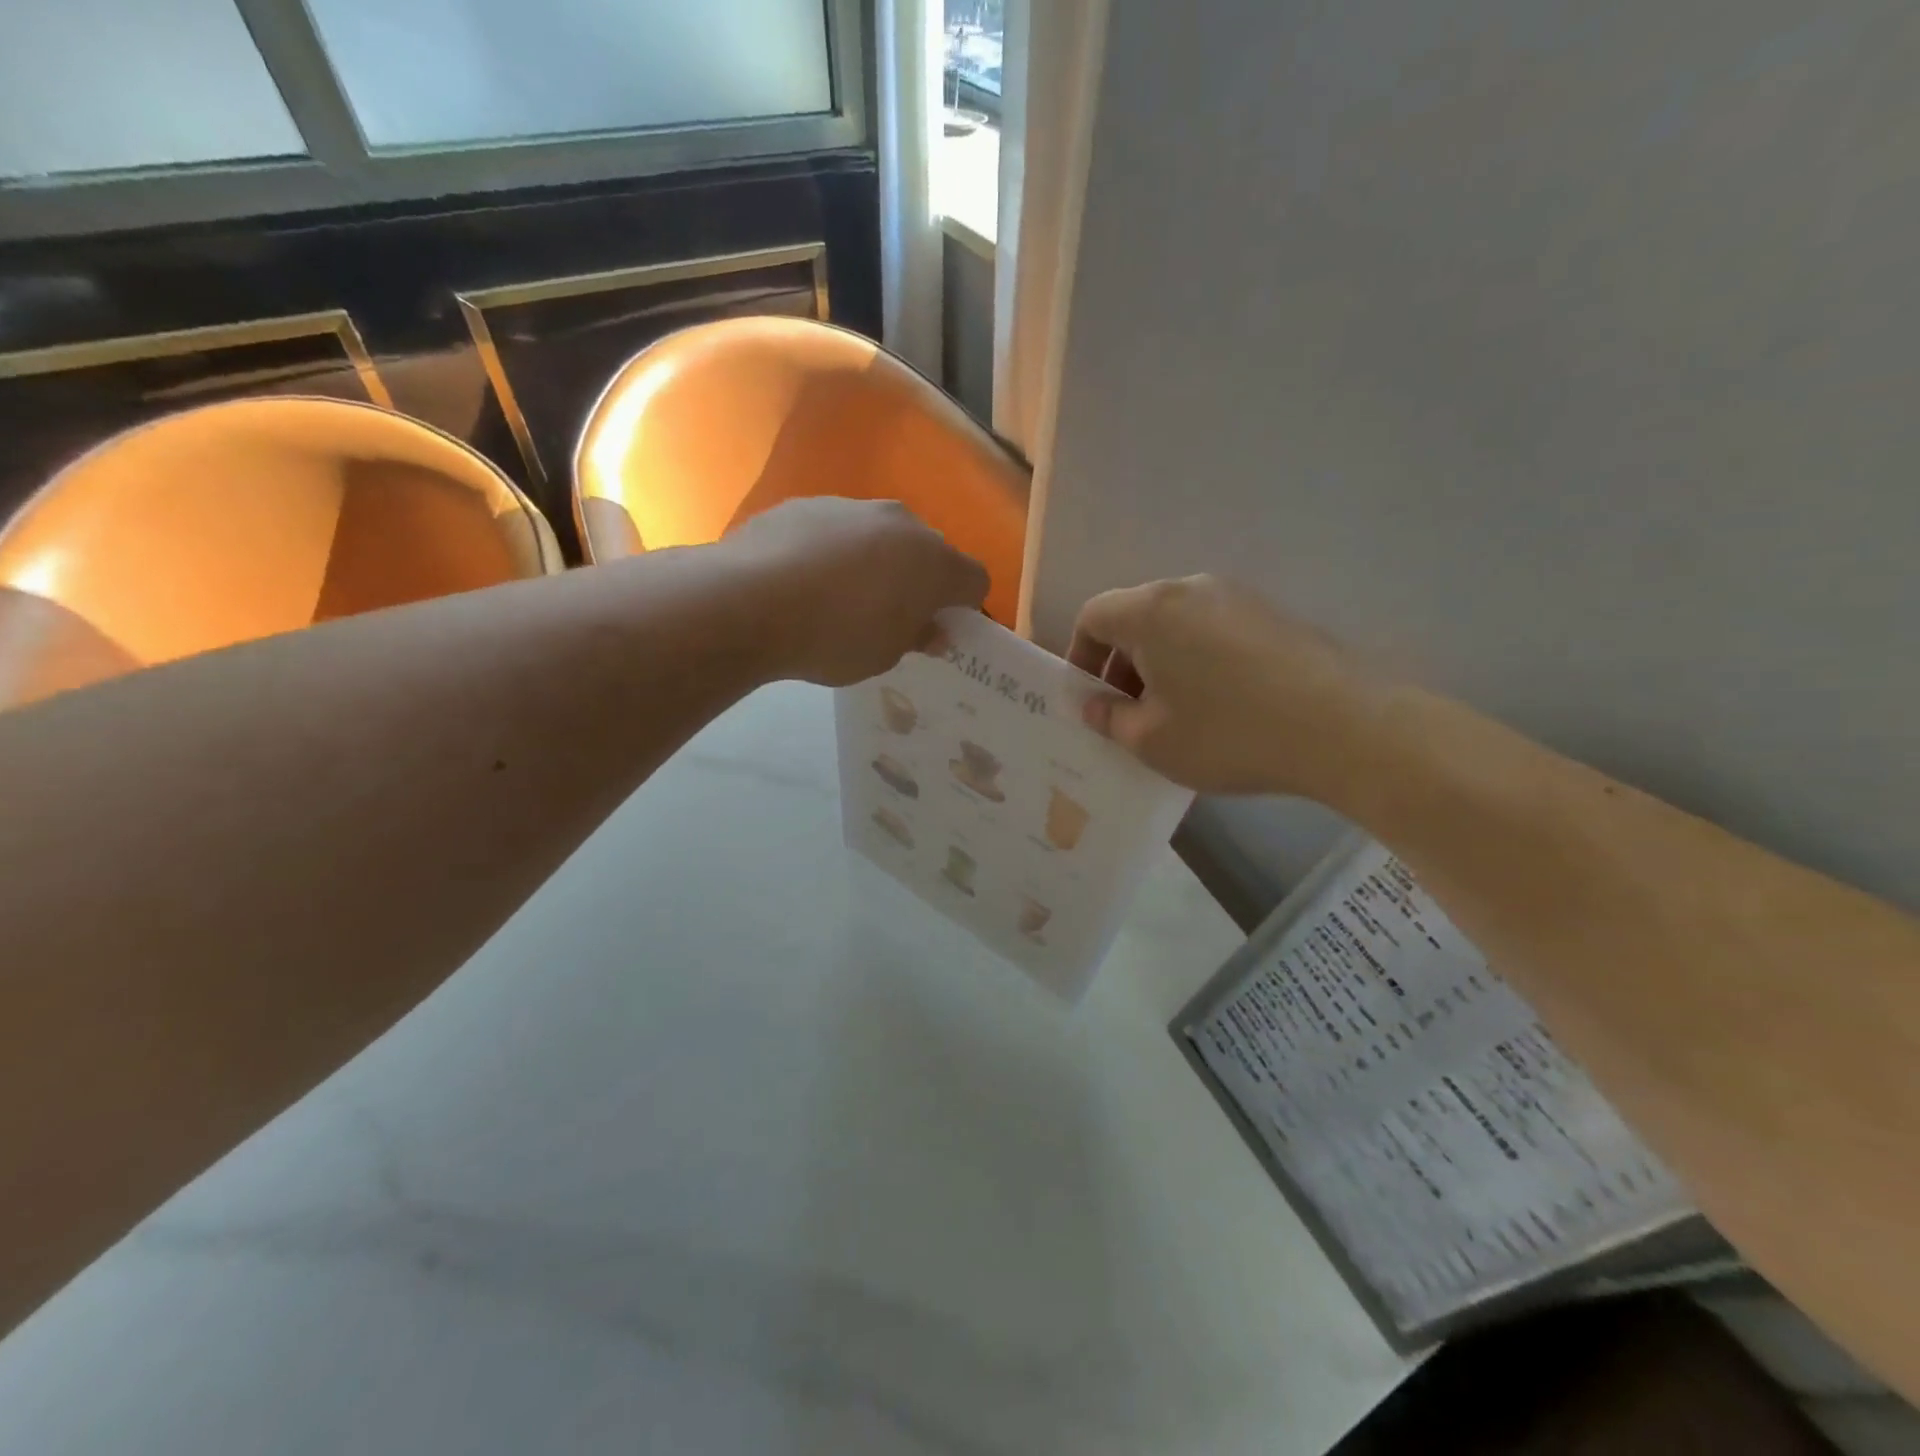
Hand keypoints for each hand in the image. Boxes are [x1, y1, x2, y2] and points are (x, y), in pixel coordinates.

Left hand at [725, 499, 989, 686]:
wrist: (748, 600)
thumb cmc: (833, 637)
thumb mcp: (883, 655)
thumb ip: (916, 637)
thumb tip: (932, 629)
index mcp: (934, 561)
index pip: (974, 581)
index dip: (964, 607)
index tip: (940, 630)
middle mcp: (901, 522)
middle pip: (928, 551)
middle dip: (920, 580)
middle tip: (892, 616)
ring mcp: (852, 506)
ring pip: (881, 536)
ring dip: (876, 562)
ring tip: (839, 598)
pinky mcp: (807, 503)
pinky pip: (836, 530)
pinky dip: (832, 551)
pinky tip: (803, 581)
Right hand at [1068, 575, 1387, 798]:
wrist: (1343, 727)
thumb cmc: (1228, 733)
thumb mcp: (1152, 740)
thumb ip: (1110, 719)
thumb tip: (1094, 704)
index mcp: (1152, 611)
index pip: (1094, 616)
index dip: (1080, 655)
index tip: (1089, 696)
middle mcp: (1191, 590)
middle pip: (1137, 617)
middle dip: (1121, 663)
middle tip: (1130, 712)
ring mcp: (1238, 598)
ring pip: (1177, 625)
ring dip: (1161, 663)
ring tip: (1176, 713)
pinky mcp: (1273, 615)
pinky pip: (1214, 631)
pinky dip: (1199, 660)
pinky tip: (1221, 705)